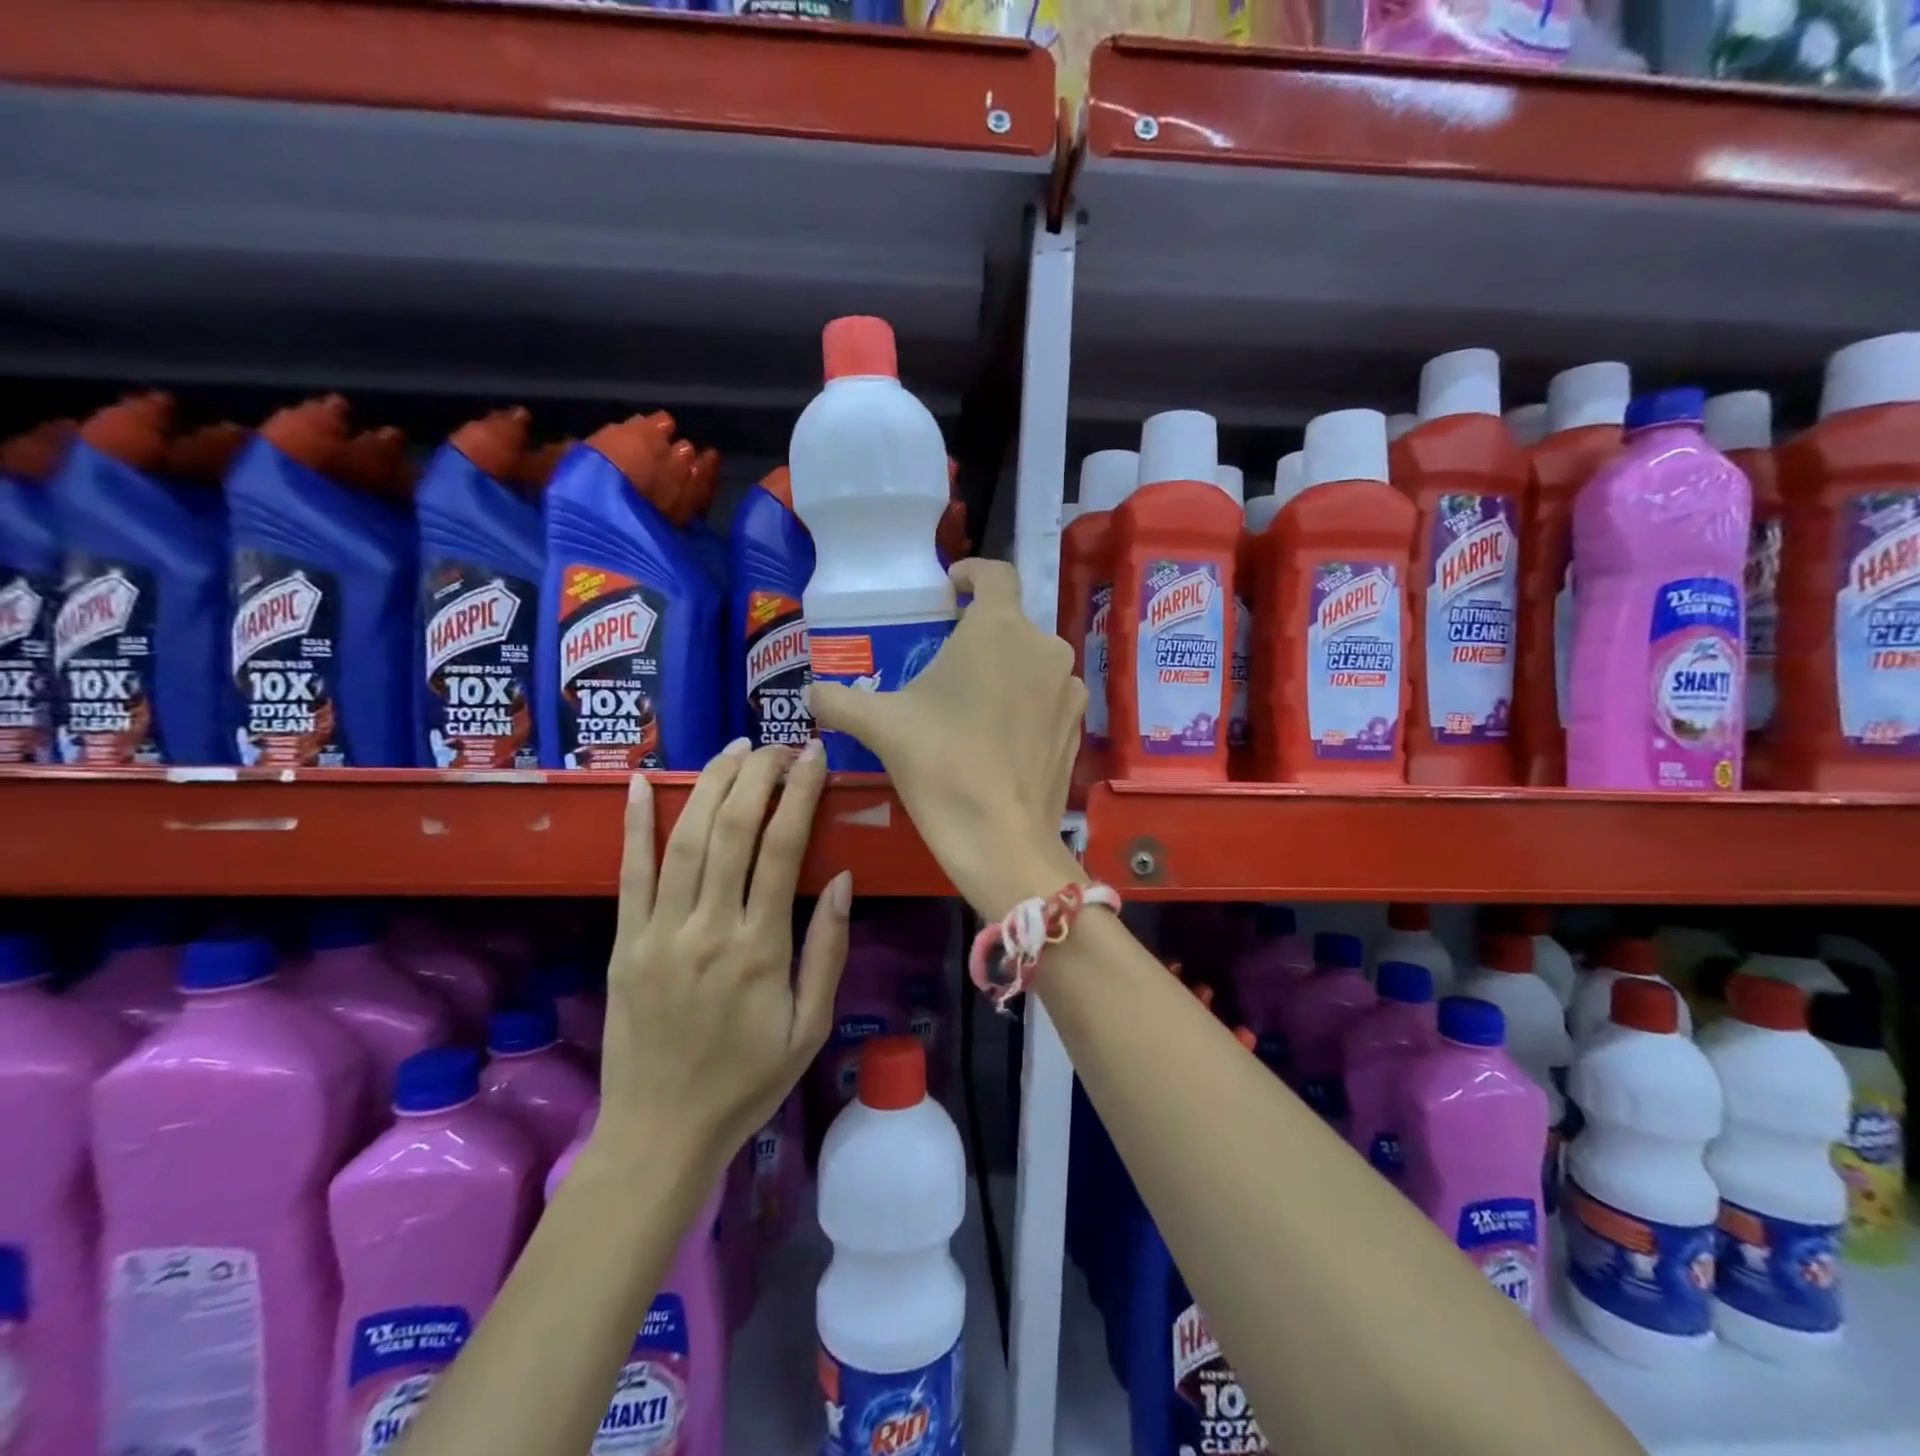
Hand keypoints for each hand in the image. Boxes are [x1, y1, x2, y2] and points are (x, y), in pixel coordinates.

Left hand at [590, 738, 850, 1176]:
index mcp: (760, 949)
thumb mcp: (810, 1027)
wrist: (661, 1133)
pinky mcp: (624, 943)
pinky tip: (643, 782)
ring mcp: (659, 933)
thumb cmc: (748, 1082)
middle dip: (757, 775)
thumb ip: (826, 951)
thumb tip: (840, 878)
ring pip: (684, 840)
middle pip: (731, 830)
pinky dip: (636, 824)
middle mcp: (708, 929)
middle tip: (778, 745)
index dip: (800, 793)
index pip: (782, 848)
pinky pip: (629, 874)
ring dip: (711, 784)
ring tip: (735, 748)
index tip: (814, 755)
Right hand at [808, 559, 1085, 918]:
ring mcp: (1067, 688)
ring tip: (972, 702)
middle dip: (979, 634)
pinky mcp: (1077, 725)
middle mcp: (1044, 647)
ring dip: (1005, 669)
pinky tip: (1000, 733)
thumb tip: (808, 693)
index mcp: (999, 627)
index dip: (971, 573)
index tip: (951, 588)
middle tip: (946, 662)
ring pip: (1032, 661)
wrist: (1000, 838)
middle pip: (1010, 623)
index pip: (995, 573)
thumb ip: (839, 700)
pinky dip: (1026, 701)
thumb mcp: (882, 726)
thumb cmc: (940, 764)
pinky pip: (1048, 696)